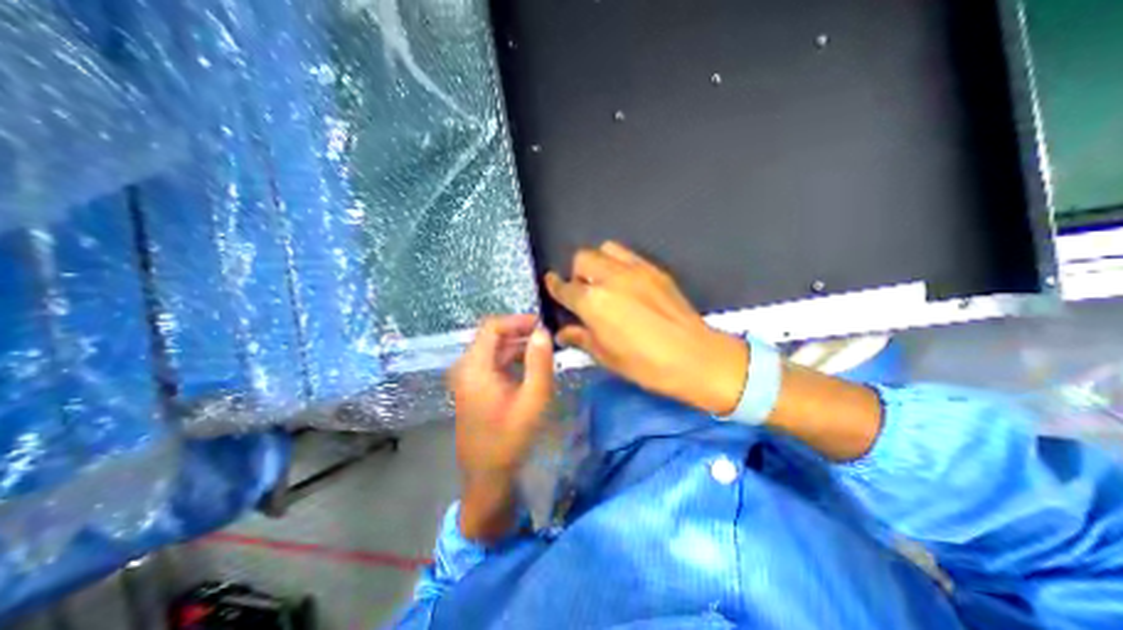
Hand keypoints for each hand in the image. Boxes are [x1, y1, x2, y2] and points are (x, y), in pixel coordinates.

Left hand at [448, 314, 551, 537]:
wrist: (487, 476)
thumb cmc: (510, 438)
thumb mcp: (533, 399)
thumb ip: (539, 362)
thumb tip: (543, 331)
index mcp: (475, 367)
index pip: (493, 327)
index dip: (517, 321)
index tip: (542, 325)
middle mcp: (466, 367)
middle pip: (493, 337)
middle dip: (521, 333)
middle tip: (548, 338)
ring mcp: (467, 378)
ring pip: (494, 350)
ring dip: (518, 347)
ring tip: (544, 352)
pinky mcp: (473, 388)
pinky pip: (493, 364)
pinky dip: (512, 360)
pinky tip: (531, 368)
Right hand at [545, 242, 742, 414]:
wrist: (695, 357)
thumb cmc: (645, 364)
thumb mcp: (606, 356)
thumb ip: (581, 338)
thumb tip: (563, 332)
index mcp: (593, 303)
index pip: (564, 287)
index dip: (554, 285)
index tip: (551, 284)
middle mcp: (610, 278)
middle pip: (582, 258)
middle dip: (577, 273)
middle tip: (584, 292)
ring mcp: (635, 270)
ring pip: (605, 249)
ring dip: (597, 262)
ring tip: (604, 282)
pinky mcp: (655, 269)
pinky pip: (628, 255)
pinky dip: (619, 263)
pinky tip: (626, 282)